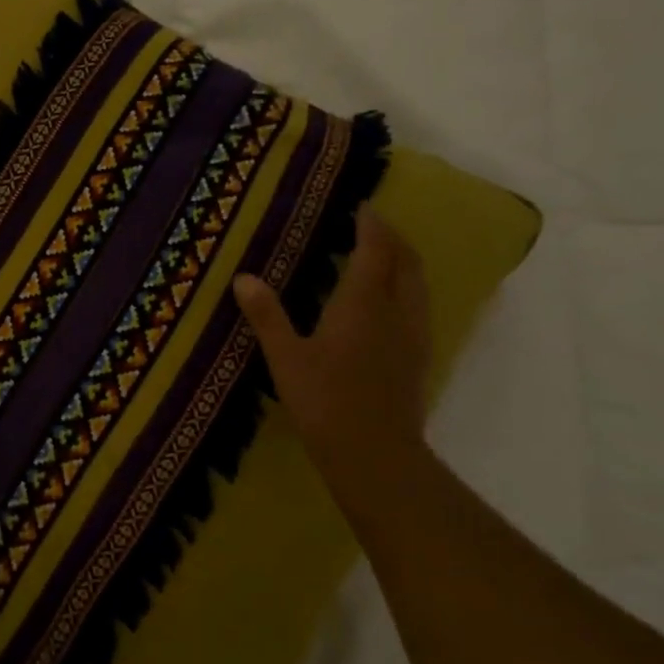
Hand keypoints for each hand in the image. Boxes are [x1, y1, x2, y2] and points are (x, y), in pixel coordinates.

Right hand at [233, 206, 431, 478]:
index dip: (372, 225)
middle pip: (407, 261)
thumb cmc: (325, 401)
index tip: (362, 207)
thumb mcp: (285, 358)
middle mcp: (397, 311)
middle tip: (372, 226)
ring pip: (418, 284)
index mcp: (364, 303)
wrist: (376, 456)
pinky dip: (407, 289)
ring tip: (382, 257)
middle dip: (393, 238)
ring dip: (404, 262)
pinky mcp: (419, 359)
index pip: (376, 250)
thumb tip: (243, 278)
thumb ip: (266, 316)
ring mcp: (414, 336)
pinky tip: (388, 305)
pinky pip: (419, 307)